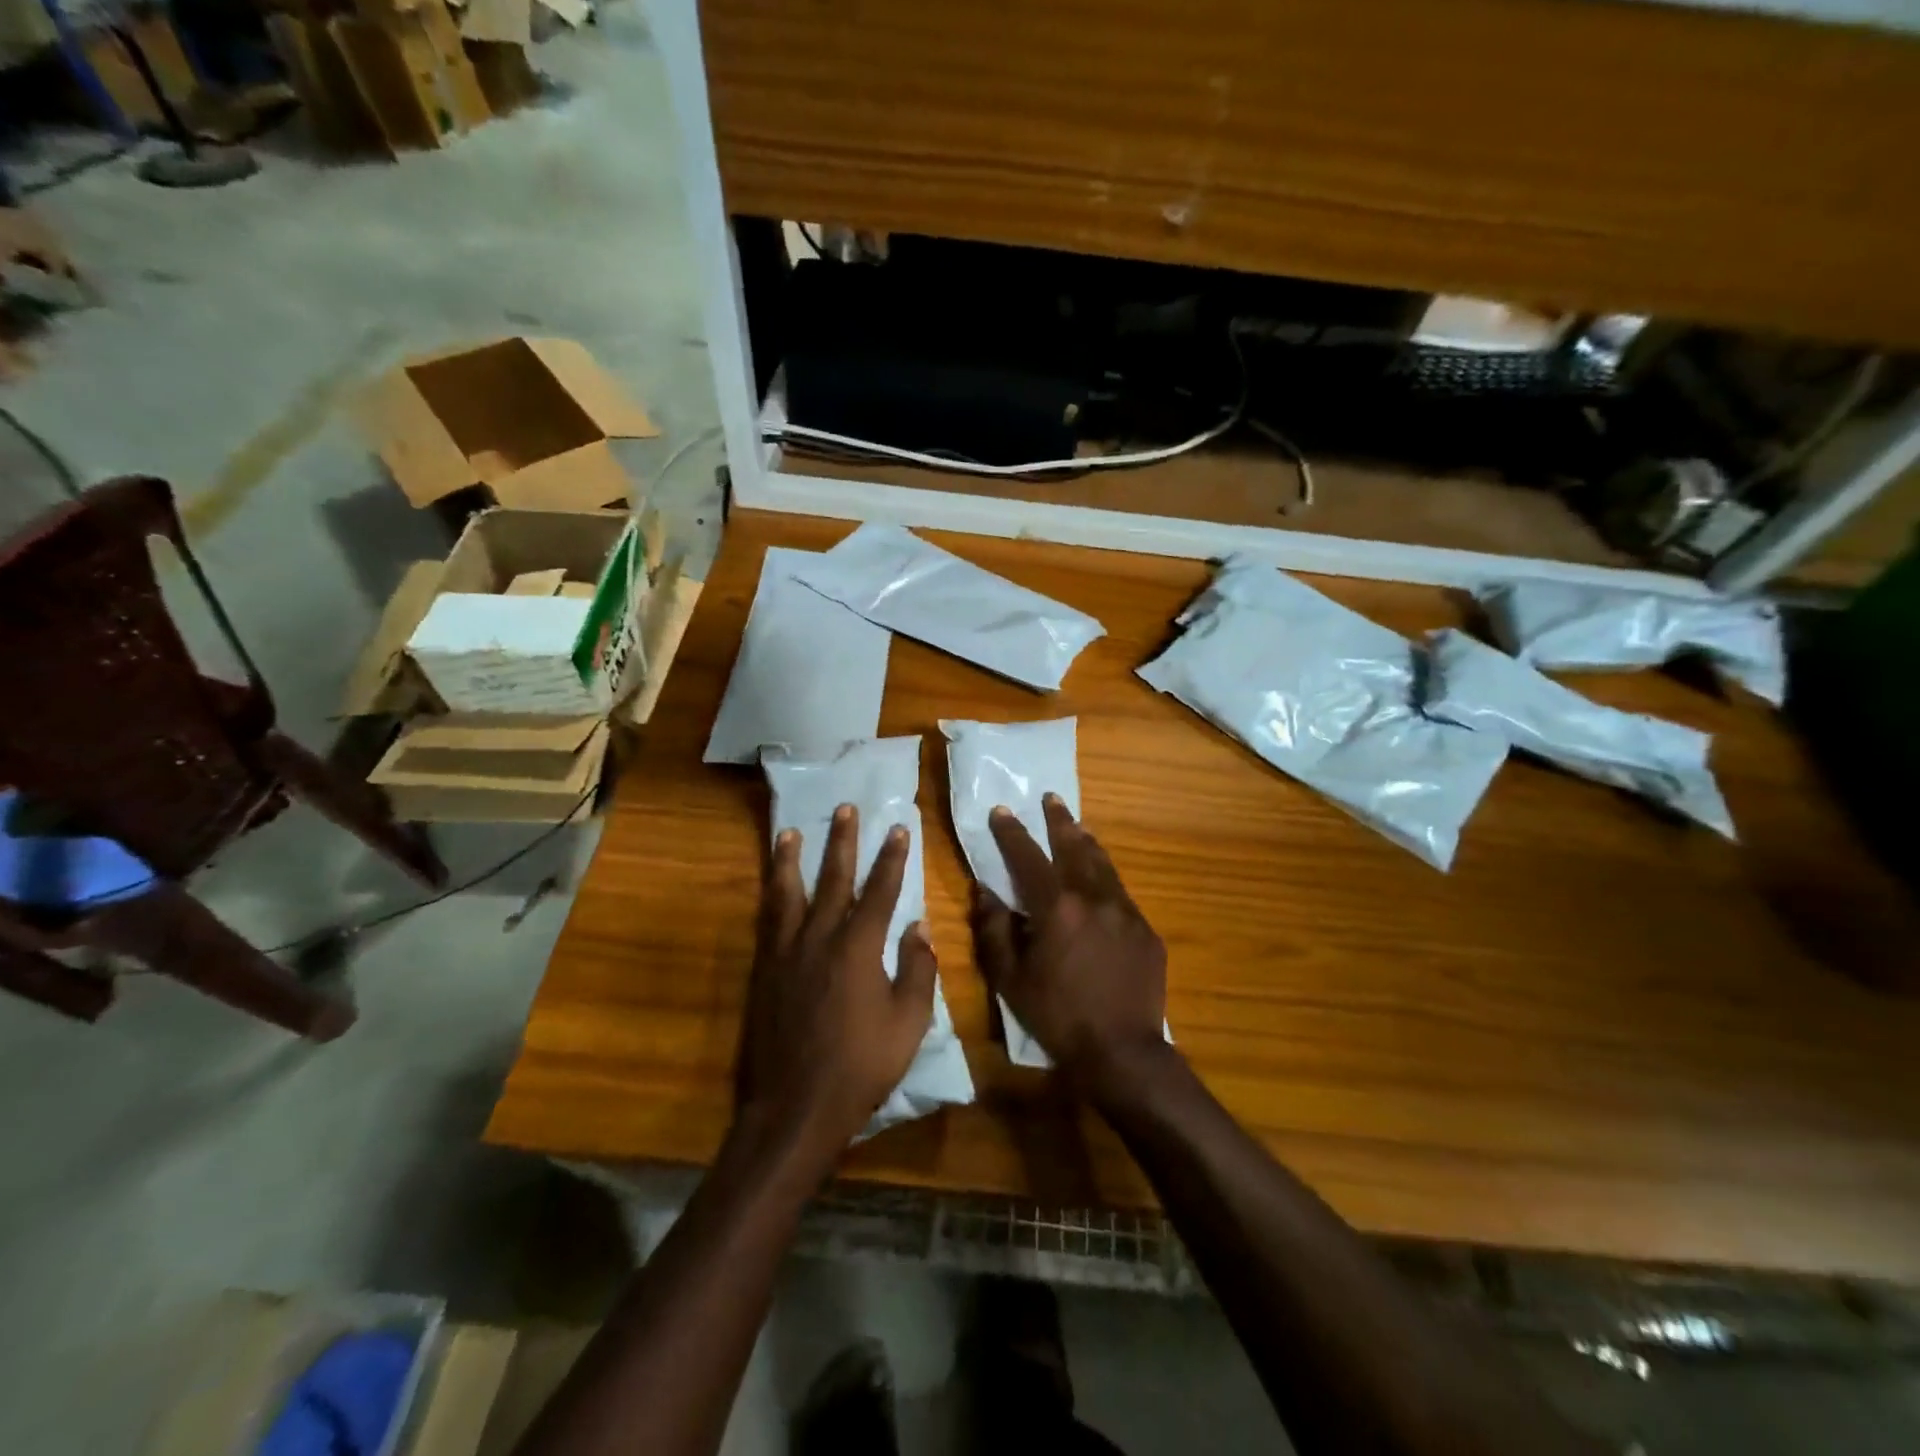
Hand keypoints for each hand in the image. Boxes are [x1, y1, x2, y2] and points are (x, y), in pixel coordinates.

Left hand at [734, 804, 937, 1163]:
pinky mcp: (764, 971)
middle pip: (833, 879)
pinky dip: (771, 897)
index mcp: (858, 948)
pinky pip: (768, 921)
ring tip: (789, 832)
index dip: (892, 858)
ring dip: (790, 859)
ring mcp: (786, 953)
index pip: (881, 891)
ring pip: (789, 893)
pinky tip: (771, 887)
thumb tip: (917, 929)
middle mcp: (820, 938)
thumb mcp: (908, 1023)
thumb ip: (916, 971)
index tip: (899, 829)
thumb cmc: (861, 1066)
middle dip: (842, 842)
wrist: (795, 1106)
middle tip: (844, 808)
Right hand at [971, 795, 1168, 1095]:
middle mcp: (1095, 899)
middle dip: (1060, 821)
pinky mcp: (1146, 931)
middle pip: (1075, 848)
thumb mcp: (1010, 979)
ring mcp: (1126, 913)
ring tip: (1077, 827)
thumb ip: (994, 931)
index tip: (1002, 811)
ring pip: (1104, 866)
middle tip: (1051, 799)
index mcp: (1057, 909)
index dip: (1012, 832)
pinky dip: (1106, 879)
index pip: (1029, 857)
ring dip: (1087, 843)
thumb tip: (984, 893)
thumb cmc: (1057, 1017)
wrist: (1122, 1052)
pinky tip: (1101, 883)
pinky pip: (1121, 895)